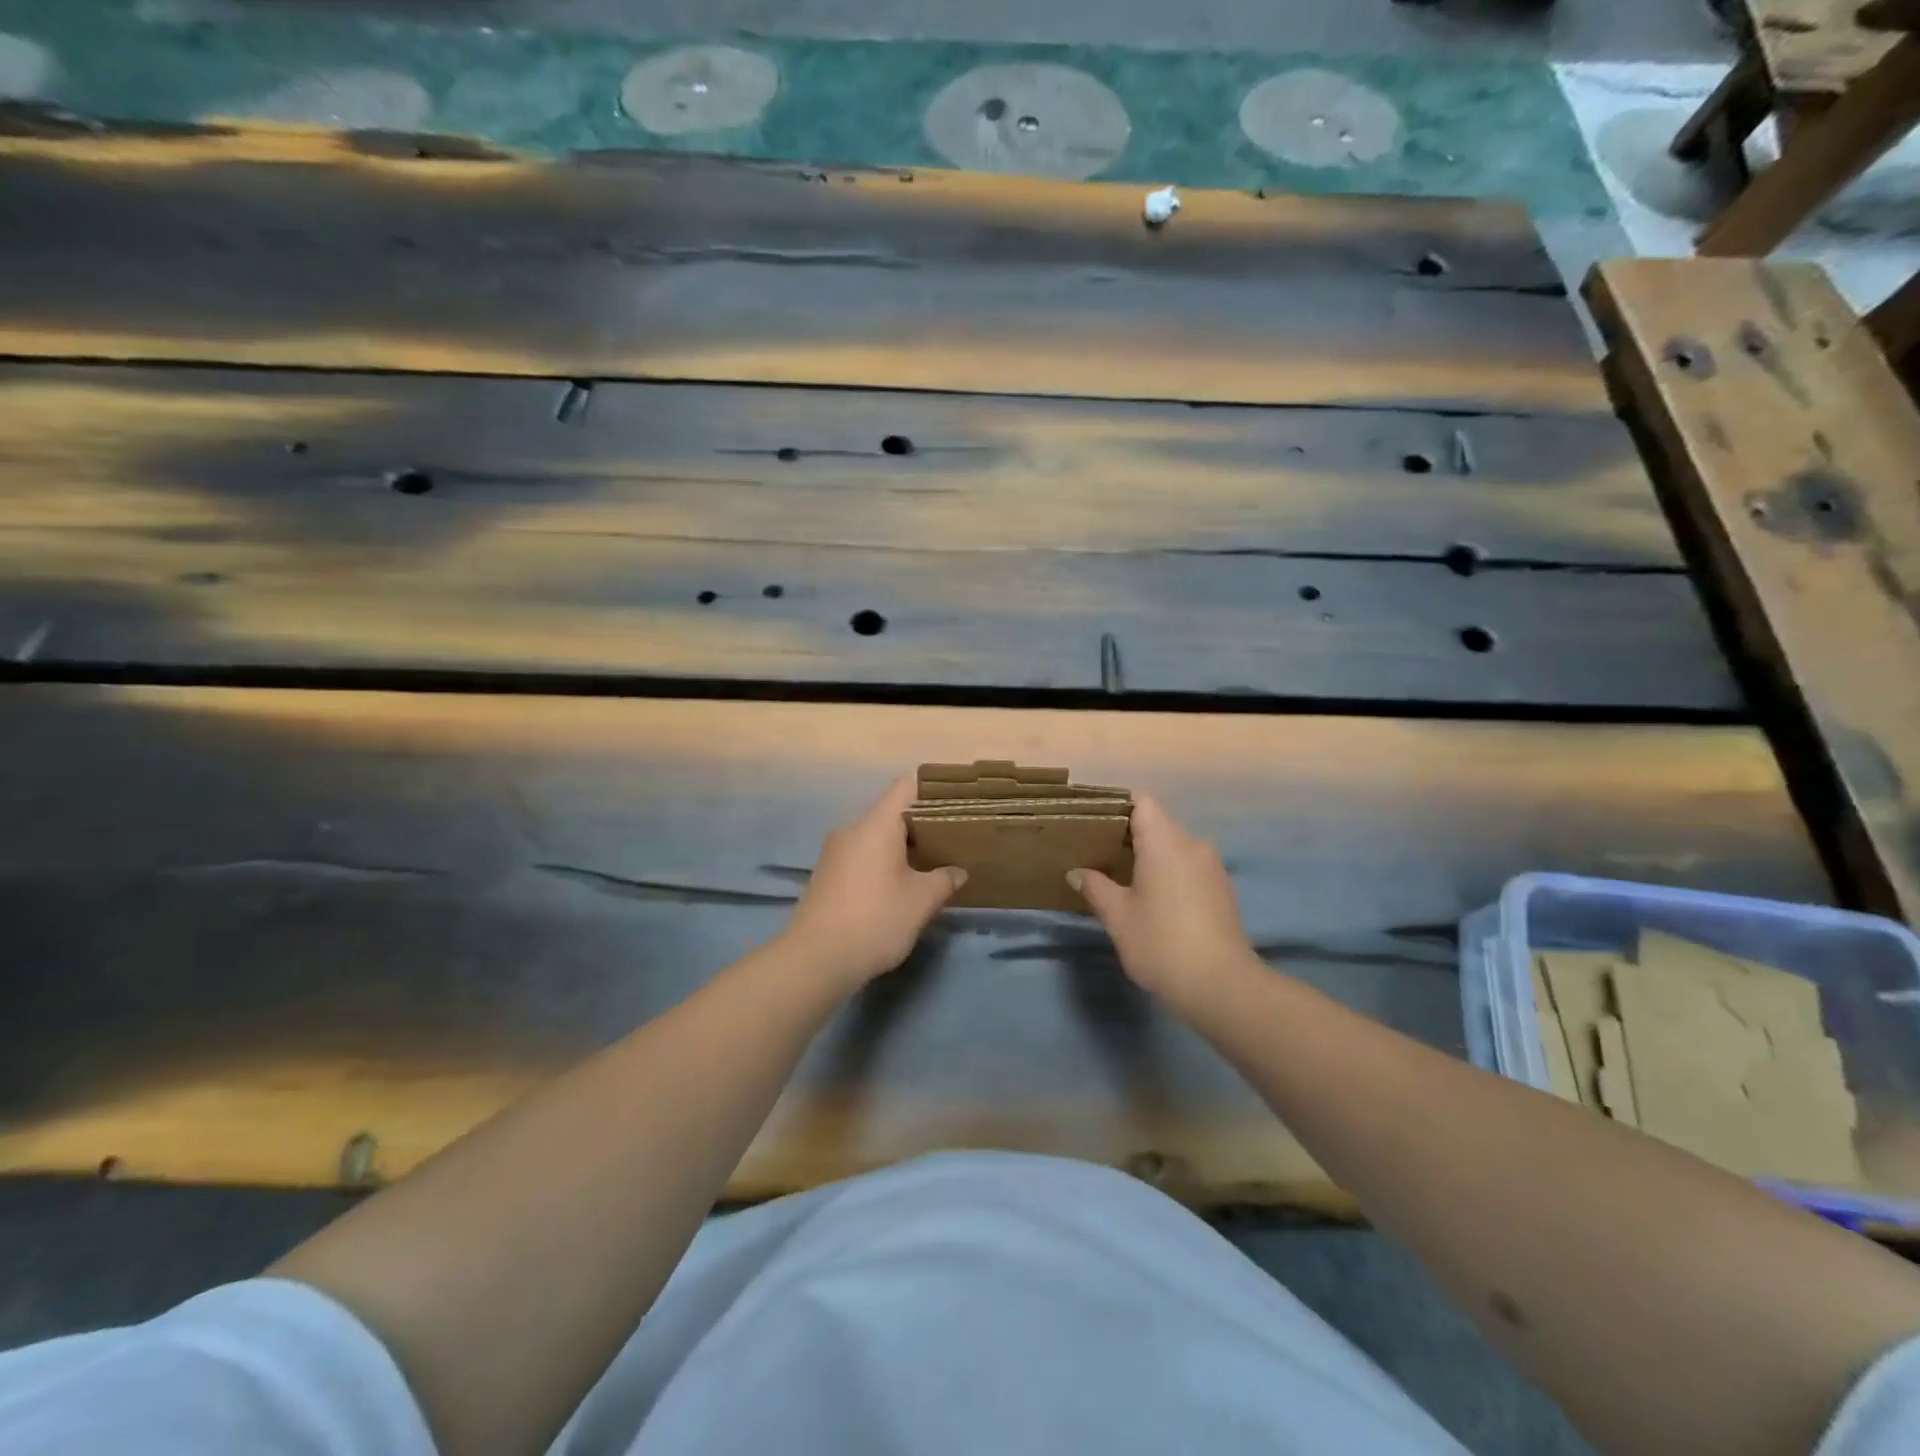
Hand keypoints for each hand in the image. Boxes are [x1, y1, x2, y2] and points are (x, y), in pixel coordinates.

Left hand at [781, 778, 966, 989]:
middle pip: (891, 813)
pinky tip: (895, 888)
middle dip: (920, 826)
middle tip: (947, 843)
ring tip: (925, 867)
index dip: (931, 791)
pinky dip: (880, 863)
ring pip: (874, 837)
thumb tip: (958, 872)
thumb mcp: (921, 901)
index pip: (906, 787)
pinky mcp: (825, 874)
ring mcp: (834, 852)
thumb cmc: (876, 919)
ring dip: (899, 848)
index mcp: (877, 824)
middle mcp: (852, 829)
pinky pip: (860, 856)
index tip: (953, 807)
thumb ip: (944, 880)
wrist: (816, 959)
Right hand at [1070, 794, 1255, 1009]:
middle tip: (1099, 853)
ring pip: (1175, 846)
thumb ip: (1096, 888)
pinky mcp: (1222, 889)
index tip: (1095, 824)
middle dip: (1130, 834)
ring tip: (1123, 876)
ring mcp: (1211, 867)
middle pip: (1158, 822)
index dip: (1117, 806)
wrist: (1222, 987)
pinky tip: (1153, 897)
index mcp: (1165, 842)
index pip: (1142, 802)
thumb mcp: (1118, 917)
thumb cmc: (1161, 944)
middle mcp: (1192, 845)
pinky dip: (1169, 871)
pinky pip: (1189, 865)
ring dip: (1151, 855)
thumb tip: (1077, 872)